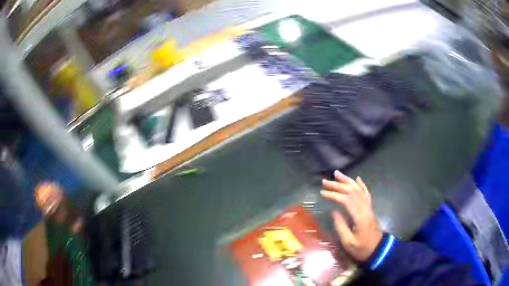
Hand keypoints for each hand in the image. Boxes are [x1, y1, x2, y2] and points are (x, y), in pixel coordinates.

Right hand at [321, 170, 382, 261]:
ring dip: (348, 181)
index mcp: (360, 217)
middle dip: (338, 185)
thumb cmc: (361, 248)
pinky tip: (357, 178)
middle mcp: (365, 208)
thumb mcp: (348, 242)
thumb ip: (341, 226)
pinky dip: (361, 185)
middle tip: (325, 181)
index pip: (346, 200)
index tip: (322, 193)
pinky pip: (366, 193)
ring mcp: (369, 207)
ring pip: (359, 190)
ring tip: (337, 174)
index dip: (334, 195)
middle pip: (352, 192)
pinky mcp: (370, 208)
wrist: (378, 249)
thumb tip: (333, 212)